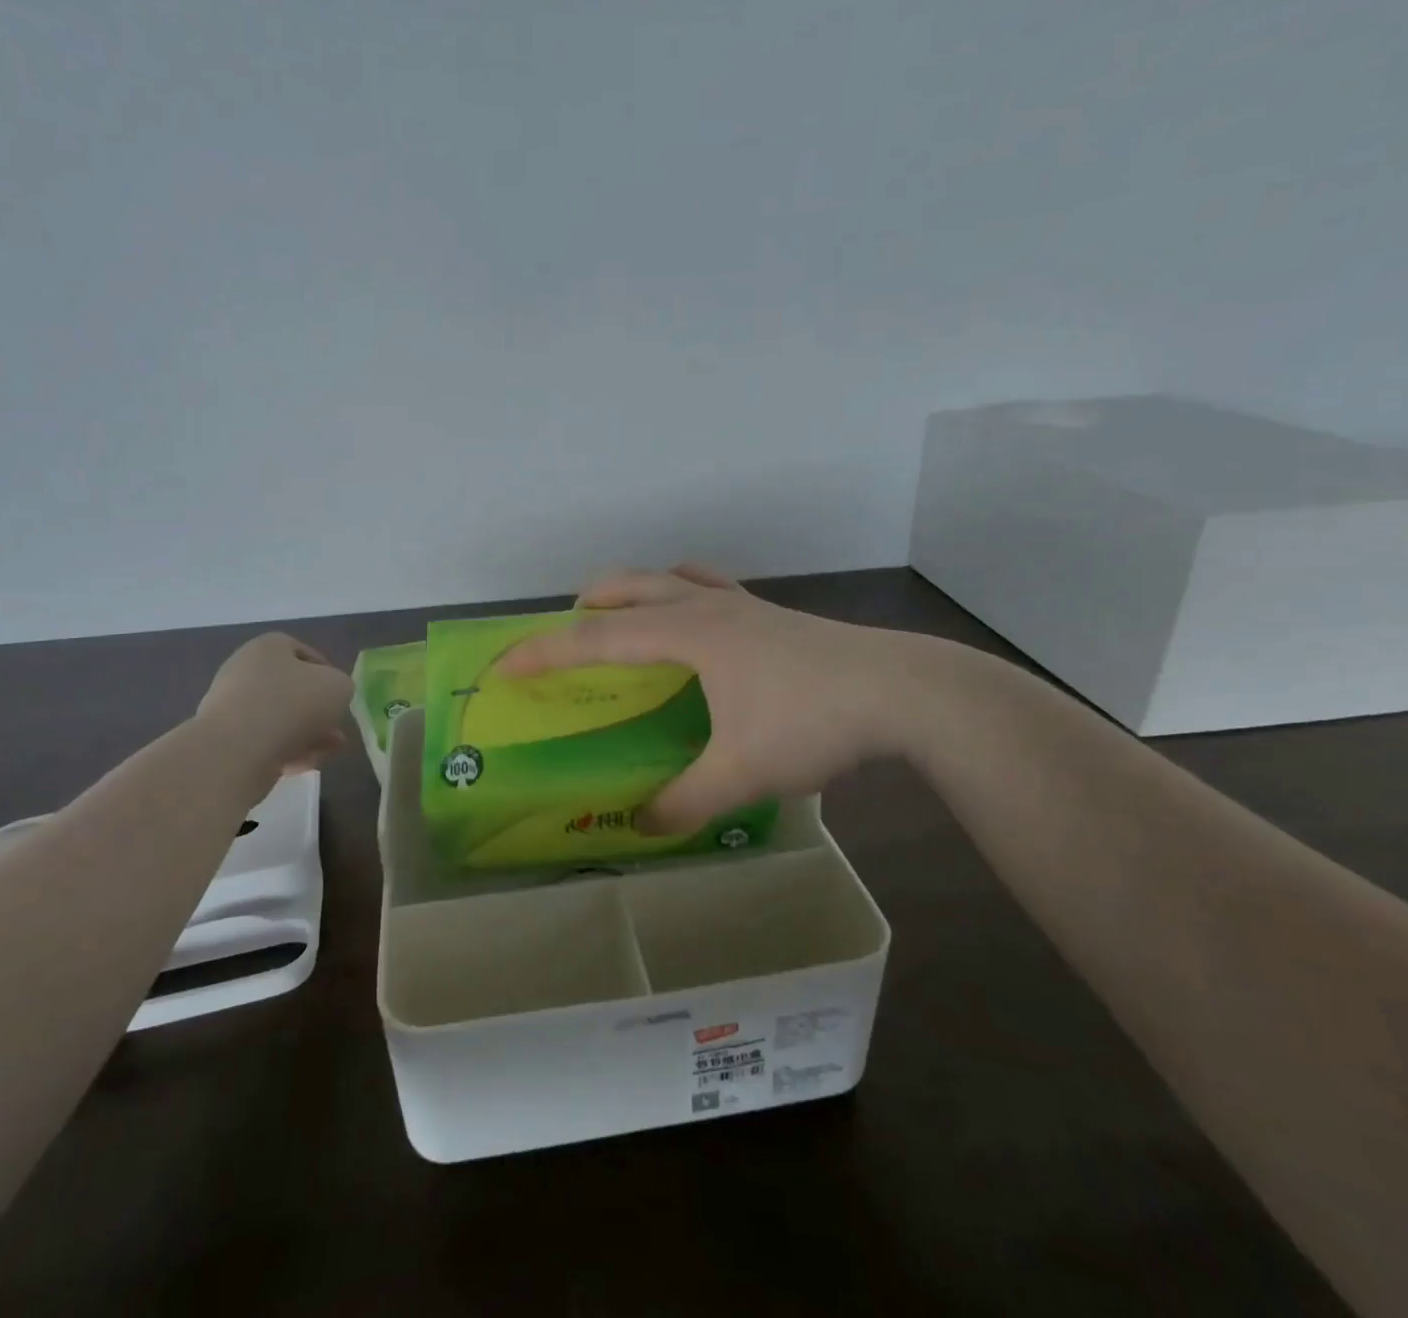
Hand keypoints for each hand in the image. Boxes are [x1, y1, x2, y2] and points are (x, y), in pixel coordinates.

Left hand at [197, 632, 353, 774]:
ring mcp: (231, 706)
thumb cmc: (292, 704)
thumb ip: (342, 686)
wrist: (237, 750)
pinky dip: (286, 751)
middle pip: (291, 689)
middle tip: (337, 729)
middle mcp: (244, 671)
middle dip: (318, 711)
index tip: (340, 695)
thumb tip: (331, 696)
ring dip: (307, 734)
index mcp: (268, 648)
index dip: (327, 673)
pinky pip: (263, 741)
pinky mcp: (224, 740)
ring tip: (328, 751)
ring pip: (280, 718)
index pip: (302, 652)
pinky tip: (305, 764)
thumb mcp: (339, 686)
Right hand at [496, 565, 982, 831]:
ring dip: (634, 592)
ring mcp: (744, 605)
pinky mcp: (773, 615)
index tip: (502, 666)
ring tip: (622, 620)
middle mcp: (707, 608)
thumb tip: (641, 827)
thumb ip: (684, 802)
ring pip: (671, 579)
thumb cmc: (813, 722)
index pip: (596, 638)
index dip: (543, 652)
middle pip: (629, 588)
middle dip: (586, 605)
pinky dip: (683, 594)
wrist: (905, 691)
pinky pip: (711, 589)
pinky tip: (697, 624)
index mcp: (688, 634)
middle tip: (564, 634)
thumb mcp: (741, 773)